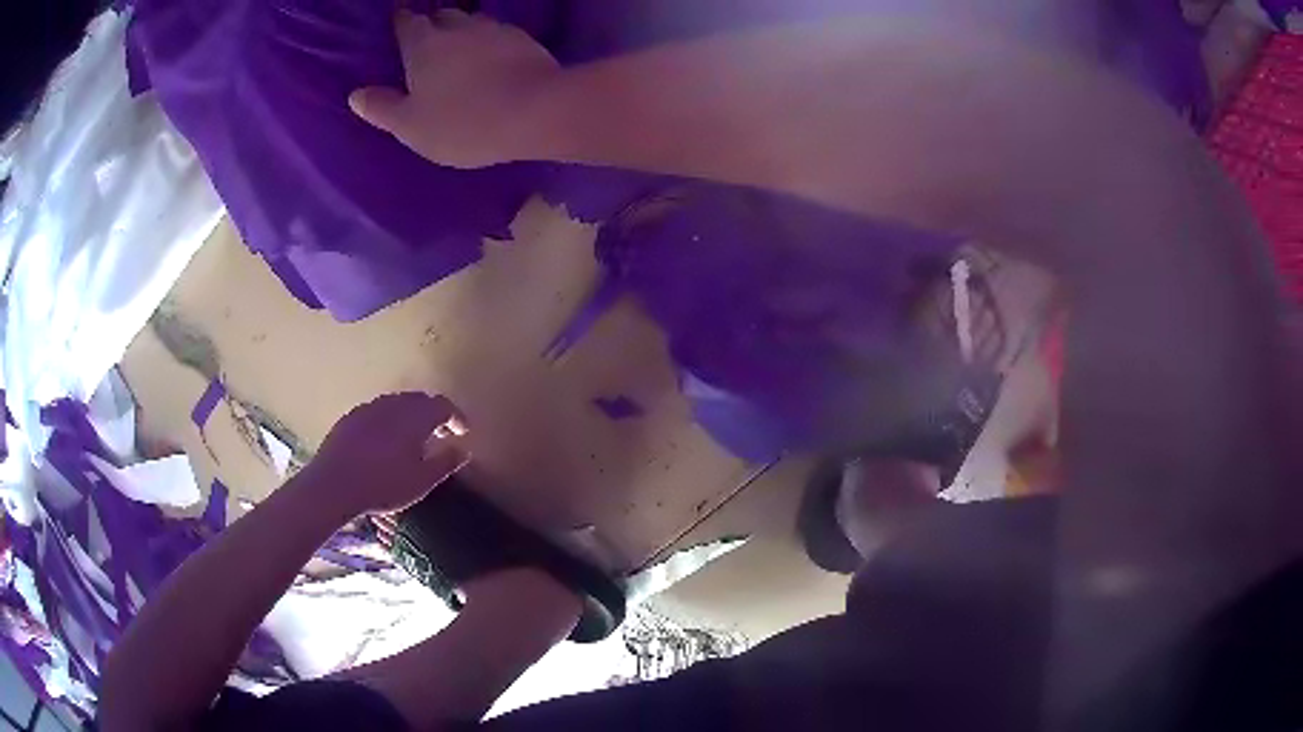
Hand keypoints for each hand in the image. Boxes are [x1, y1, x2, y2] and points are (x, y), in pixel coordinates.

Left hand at [303, 392, 469, 516]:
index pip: (443, 405)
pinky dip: (390, 420)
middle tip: (440, 435)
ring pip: (398, 403)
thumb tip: (464, 450)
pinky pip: (378, 411)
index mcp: (415, 417)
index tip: (463, 432)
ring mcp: (370, 408)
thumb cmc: (384, 485)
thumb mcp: (421, 481)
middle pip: (420, 400)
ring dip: (411, 416)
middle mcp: (394, 404)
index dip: (456, 417)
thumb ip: (445, 463)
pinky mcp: (352, 416)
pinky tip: (385, 441)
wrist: (334, 484)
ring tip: (413, 439)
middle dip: (434, 414)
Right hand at [350, 9, 559, 168]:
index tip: (398, 23)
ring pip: (473, 21)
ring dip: (463, 31)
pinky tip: (493, 57)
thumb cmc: (463, 122)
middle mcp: (458, 27)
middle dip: (432, 23)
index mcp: (423, 44)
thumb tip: (355, 95)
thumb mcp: (411, 126)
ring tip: (460, 49)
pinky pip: (500, 34)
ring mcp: (495, 29)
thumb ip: (382, 108)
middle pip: (441, 15)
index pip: (406, 22)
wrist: (537, 111)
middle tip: (428, 41)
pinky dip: (491, 42)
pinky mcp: (525, 39)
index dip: (401, 21)